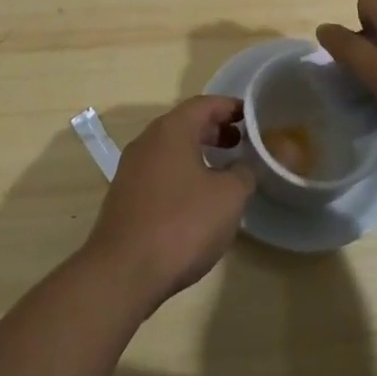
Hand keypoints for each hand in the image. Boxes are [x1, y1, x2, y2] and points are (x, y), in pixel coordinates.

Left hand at [83, 96, 255, 310]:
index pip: (203, 104)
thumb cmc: (182, 224)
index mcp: (171, 130)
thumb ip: (244, 172)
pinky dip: (181, 172)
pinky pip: (159, 171)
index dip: (230, 106)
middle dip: (214, 129)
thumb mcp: (228, 197)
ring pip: (170, 149)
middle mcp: (147, 141)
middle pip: (185, 124)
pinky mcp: (125, 196)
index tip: (252, 116)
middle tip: (241, 142)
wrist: (124, 271)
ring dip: (197, 152)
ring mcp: (131, 169)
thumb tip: (245, 164)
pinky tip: (196, 198)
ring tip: (223, 170)